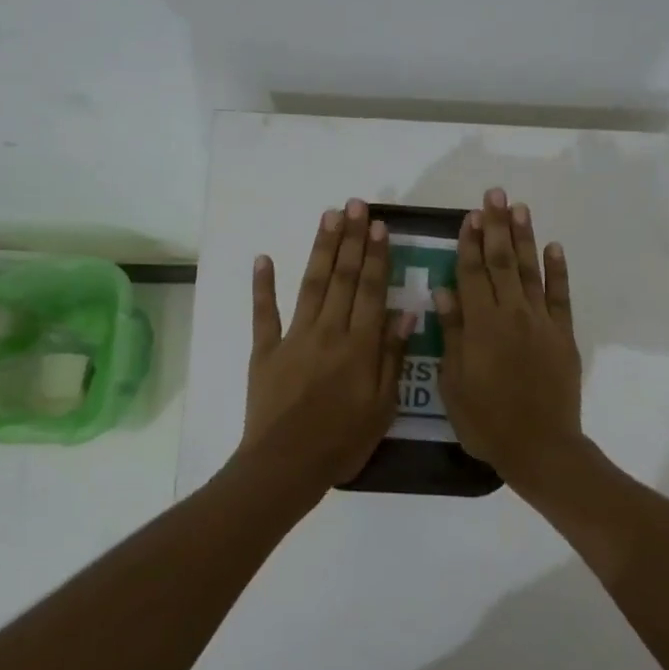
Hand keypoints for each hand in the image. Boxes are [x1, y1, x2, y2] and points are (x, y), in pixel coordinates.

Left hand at [243, 198, 410, 489]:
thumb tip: (405, 311)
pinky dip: (263, 285)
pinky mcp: (265, 350)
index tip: (379, 226)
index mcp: (360, 345)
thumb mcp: (383, 406)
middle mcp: (328, 331)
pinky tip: (263, 258)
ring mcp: (293, 337)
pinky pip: (264, 313)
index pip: (372, 290)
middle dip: (351, 239)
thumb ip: (393, 356)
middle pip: (343, 278)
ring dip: (321, 249)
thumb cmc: (342, 441)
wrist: (286, 465)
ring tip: (328, 216)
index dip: (376, 256)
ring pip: (311, 285)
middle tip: (355, 205)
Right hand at [435, 188, 583, 490]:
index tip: (468, 215)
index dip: (468, 242)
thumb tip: (443, 290)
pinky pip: (560, 296)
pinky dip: (557, 271)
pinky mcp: (563, 335)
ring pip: (530, 271)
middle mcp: (512, 314)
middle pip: (502, 262)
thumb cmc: (487, 421)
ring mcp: (541, 322)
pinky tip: (554, 247)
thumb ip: (452, 334)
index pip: (471, 273)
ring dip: (524, 237)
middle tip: (494, 194)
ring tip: (519, 207)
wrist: (540, 446)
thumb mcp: (454, 383)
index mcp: (481, 325)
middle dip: (496, 226)